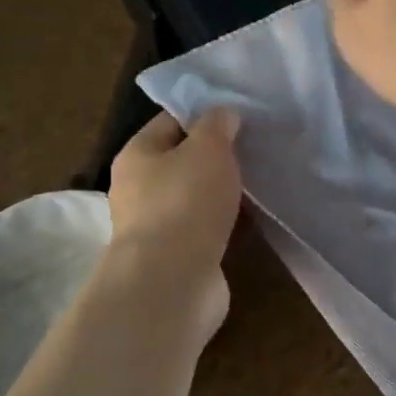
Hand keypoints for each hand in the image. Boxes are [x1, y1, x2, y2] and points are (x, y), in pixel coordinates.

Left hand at [104, 108, 242, 338]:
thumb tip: (222, 114)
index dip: (204, 115)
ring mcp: (156, 227)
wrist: (172, 282)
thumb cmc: (186, 203)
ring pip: (194, 199)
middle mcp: (138, 189)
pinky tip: (251, 222)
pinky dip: (225, 225)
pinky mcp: (176, 258)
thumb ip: (217, 126)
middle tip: (254, 151)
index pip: (170, 122)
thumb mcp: (208, 149)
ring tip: (258, 186)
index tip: (240, 117)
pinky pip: (204, 230)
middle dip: (216, 158)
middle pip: (182, 163)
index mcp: (137, 155)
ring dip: (221, 195)